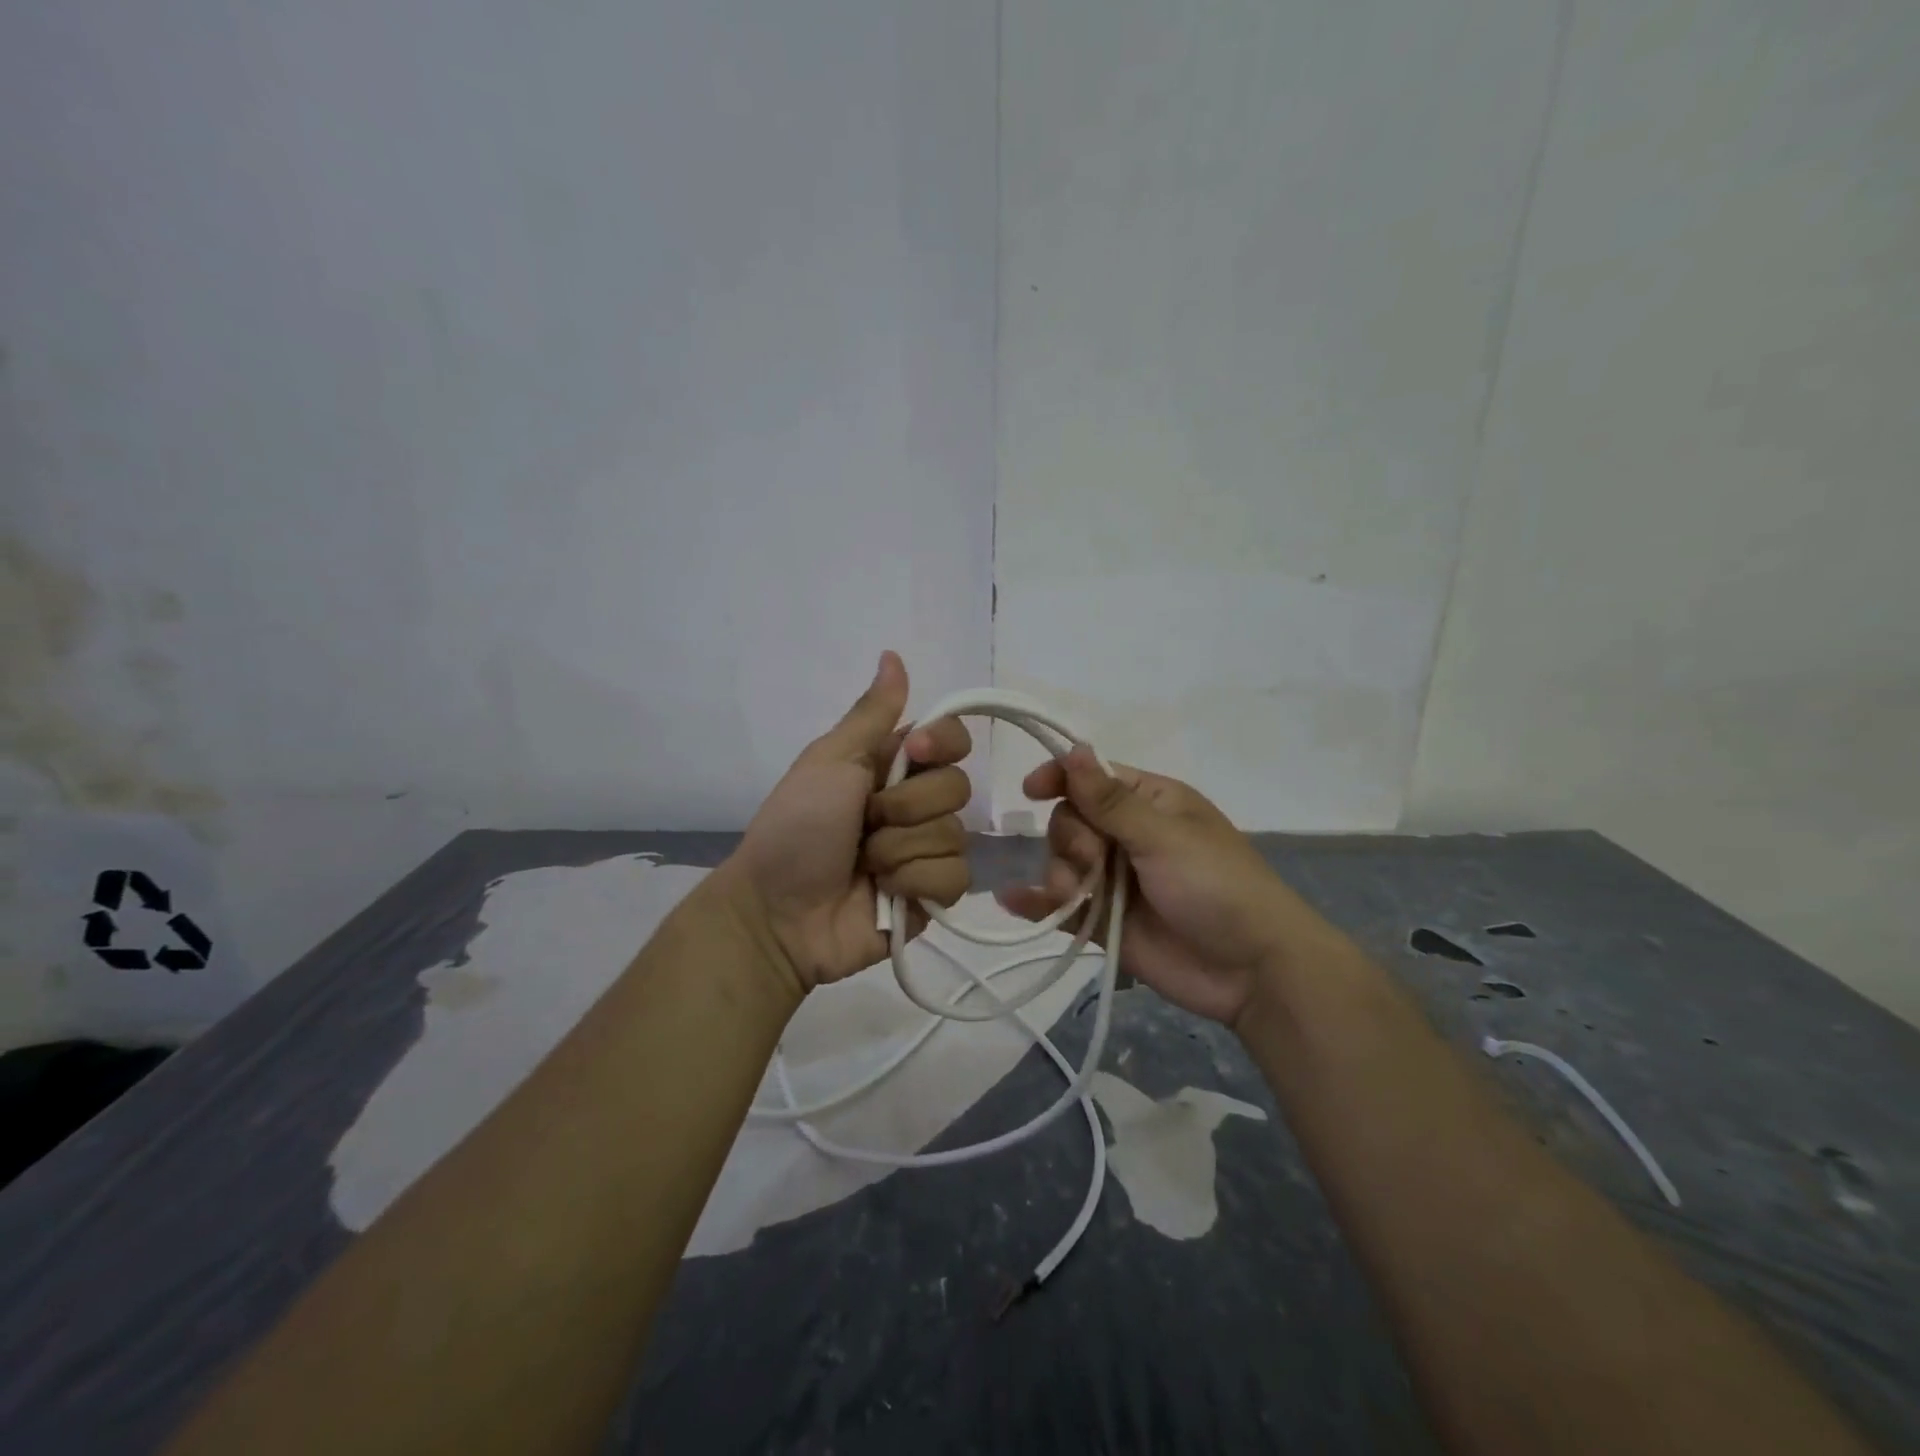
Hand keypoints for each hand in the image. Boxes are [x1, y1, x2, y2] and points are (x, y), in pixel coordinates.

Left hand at [716, 652, 972, 994]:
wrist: (777, 913)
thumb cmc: (795, 828)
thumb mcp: (829, 761)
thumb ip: (871, 713)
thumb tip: (892, 653)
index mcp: (893, 766)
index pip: (953, 738)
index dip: (943, 744)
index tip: (913, 755)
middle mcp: (915, 803)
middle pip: (958, 788)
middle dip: (905, 809)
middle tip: (864, 823)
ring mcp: (925, 851)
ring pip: (956, 836)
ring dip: (900, 851)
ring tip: (864, 865)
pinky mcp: (931, 894)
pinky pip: (955, 878)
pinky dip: (915, 883)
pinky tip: (884, 892)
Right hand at [996, 748, 1326, 1026]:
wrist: (1251, 970)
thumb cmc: (1216, 886)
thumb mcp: (1163, 837)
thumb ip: (1110, 801)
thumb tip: (1073, 748)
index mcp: (1149, 803)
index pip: (1091, 778)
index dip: (1060, 778)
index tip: (1031, 790)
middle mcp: (1127, 836)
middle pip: (1069, 821)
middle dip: (1069, 840)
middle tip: (1092, 861)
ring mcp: (1114, 880)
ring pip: (1061, 863)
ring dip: (1058, 875)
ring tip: (1071, 898)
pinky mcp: (1104, 921)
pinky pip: (1061, 906)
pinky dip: (1036, 903)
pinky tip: (1013, 900)